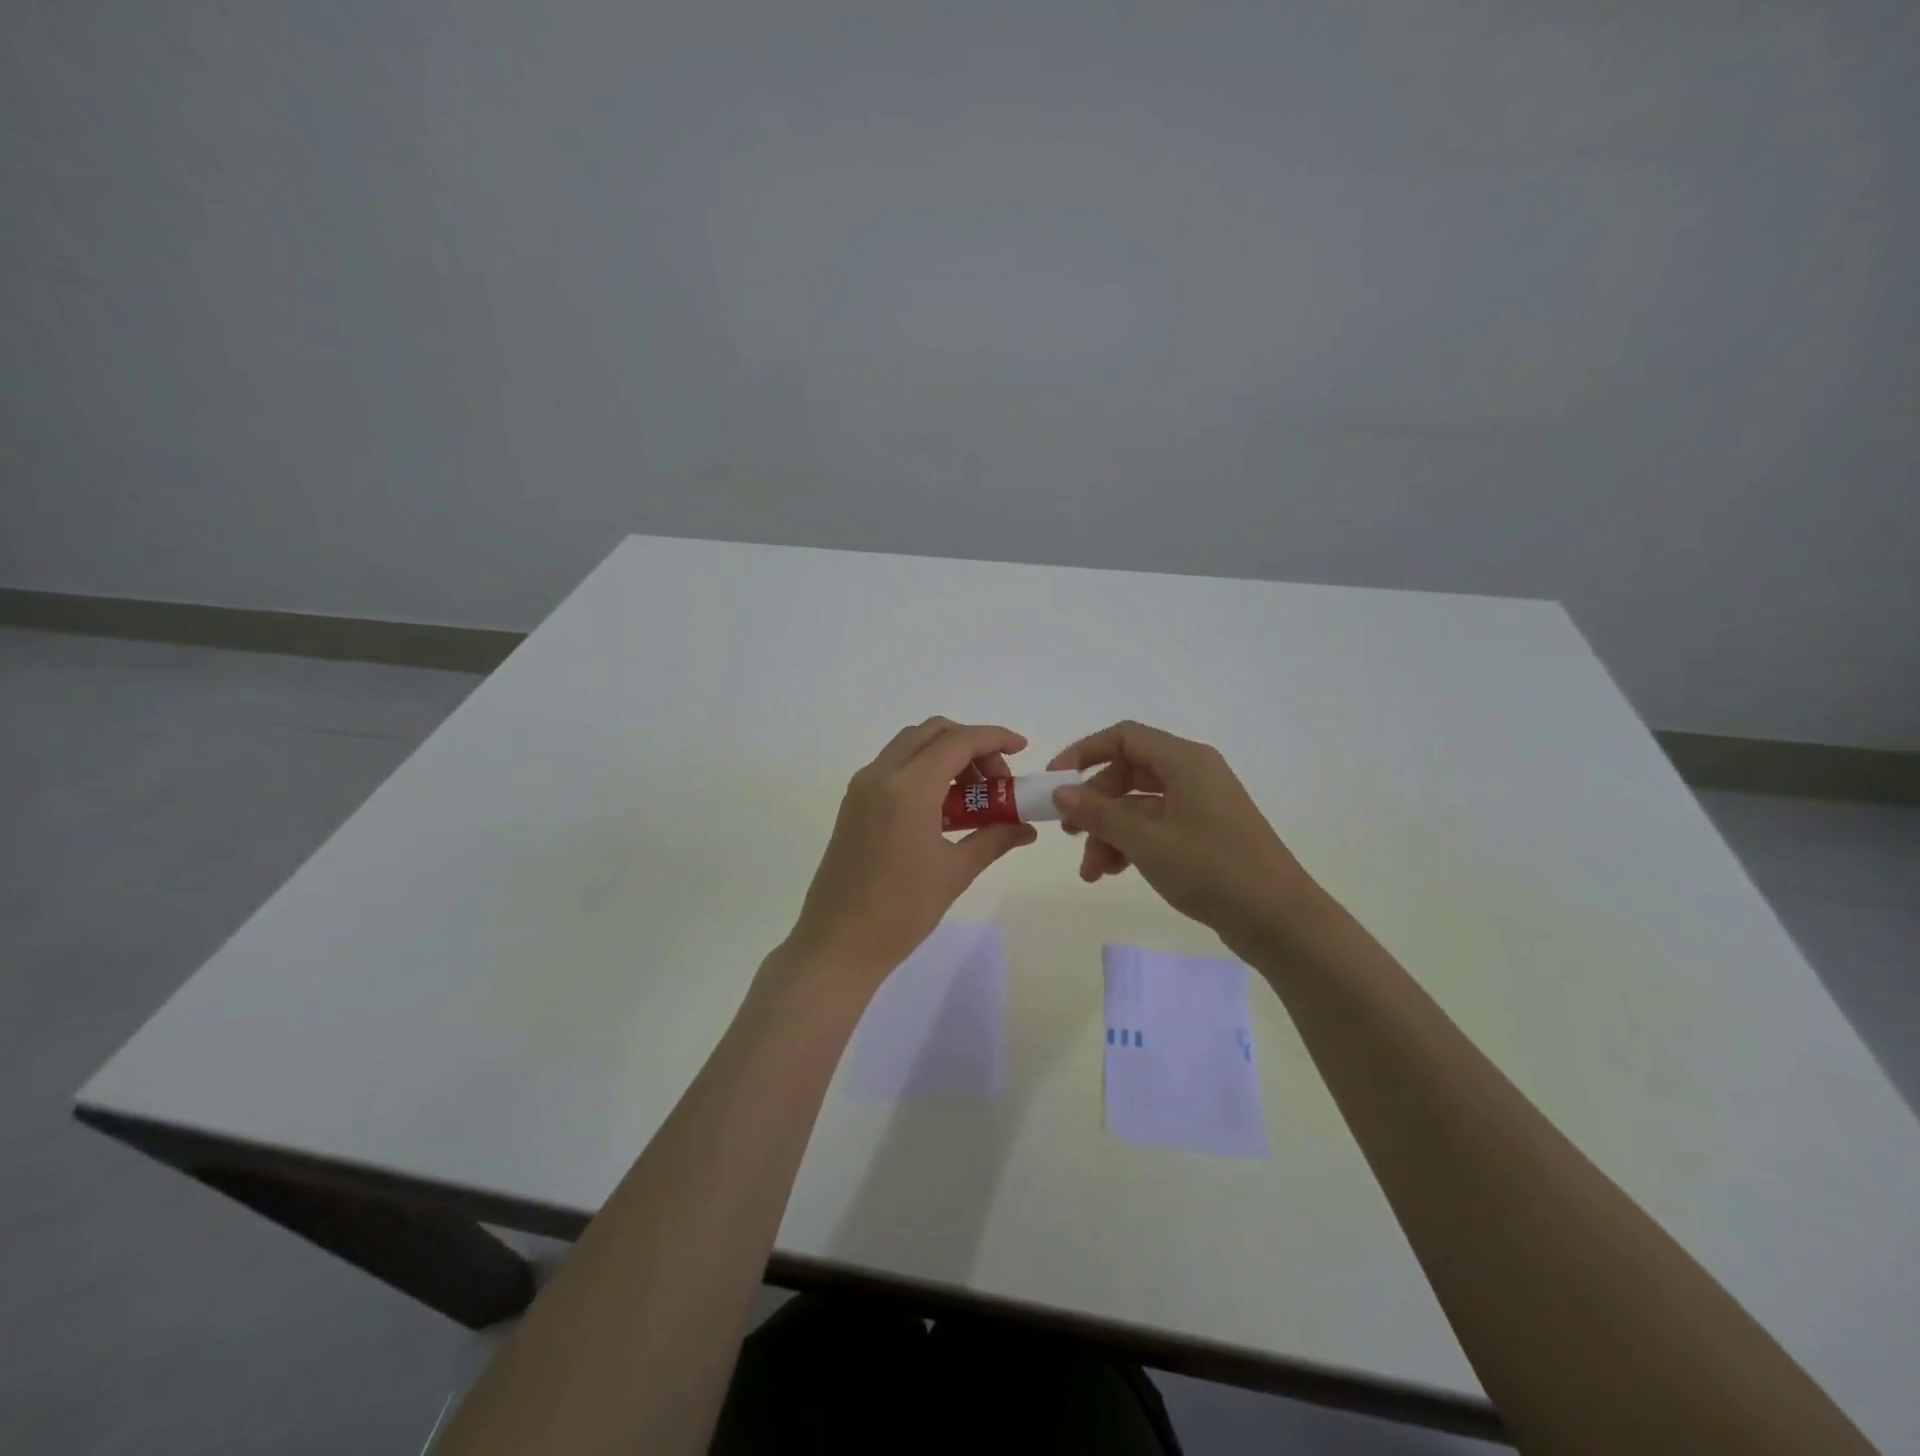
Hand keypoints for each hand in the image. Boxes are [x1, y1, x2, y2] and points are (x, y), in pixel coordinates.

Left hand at [784, 718, 1036, 988]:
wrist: (838, 943)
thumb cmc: (901, 911)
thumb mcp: (955, 873)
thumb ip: (994, 838)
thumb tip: (1026, 828)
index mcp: (908, 788)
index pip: (959, 741)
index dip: (995, 738)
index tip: (1022, 749)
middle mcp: (881, 774)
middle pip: (933, 732)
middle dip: (972, 745)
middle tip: (996, 781)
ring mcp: (862, 786)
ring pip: (911, 744)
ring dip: (946, 754)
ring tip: (972, 796)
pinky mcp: (853, 802)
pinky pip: (894, 765)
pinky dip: (923, 768)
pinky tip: (942, 806)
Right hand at [1048, 721, 1327, 959]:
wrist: (1279, 920)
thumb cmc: (1212, 869)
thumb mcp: (1147, 841)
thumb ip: (1099, 813)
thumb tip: (1060, 791)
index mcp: (1185, 761)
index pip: (1123, 737)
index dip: (1084, 753)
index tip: (1054, 781)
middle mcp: (1193, 774)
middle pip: (1128, 772)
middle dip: (1094, 803)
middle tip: (1070, 832)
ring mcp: (1200, 804)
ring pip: (1138, 804)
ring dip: (1109, 831)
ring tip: (1091, 870)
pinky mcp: (1203, 833)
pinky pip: (1155, 826)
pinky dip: (1131, 843)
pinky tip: (1112, 871)